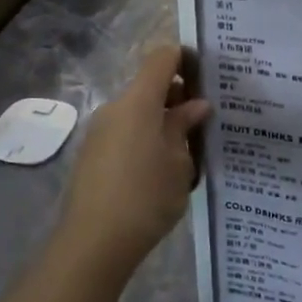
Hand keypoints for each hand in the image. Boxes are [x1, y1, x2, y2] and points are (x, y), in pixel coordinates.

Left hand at [58, 46, 209, 277]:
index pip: (162, 58)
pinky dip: (147, 138)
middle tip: (207, 118)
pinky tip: (164, 167)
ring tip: (189, 148)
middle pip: (150, 86)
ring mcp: (100, 132)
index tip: (208, 75)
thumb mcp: (179, 162)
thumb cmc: (146, 197)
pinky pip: (126, 133)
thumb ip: (185, 127)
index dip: (185, 58)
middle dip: (179, 96)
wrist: (94, 243)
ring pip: (138, 112)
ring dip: (163, 120)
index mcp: (138, 102)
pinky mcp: (93, 154)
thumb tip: (195, 106)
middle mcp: (115, 108)